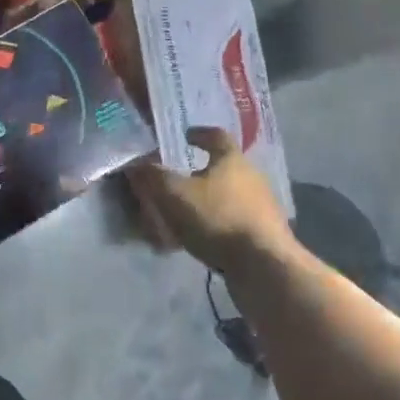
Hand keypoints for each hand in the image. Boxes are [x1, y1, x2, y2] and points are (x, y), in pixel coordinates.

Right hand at [129, 126, 295, 274]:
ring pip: (227, 196)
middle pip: (222, 167)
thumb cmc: (219, 218)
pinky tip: (198, 240)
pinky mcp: (264, 234)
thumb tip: (135, 164)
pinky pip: (232, 222)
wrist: (264, 266)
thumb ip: (153, 177)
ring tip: (181, 214)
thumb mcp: (175, 195)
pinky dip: (214, 225)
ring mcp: (261, 207)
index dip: (198, 134)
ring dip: (206, 201)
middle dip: (198, 172)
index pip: (216, 135)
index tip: (184, 136)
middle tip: (174, 181)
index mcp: (232, 160)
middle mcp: (251, 178)